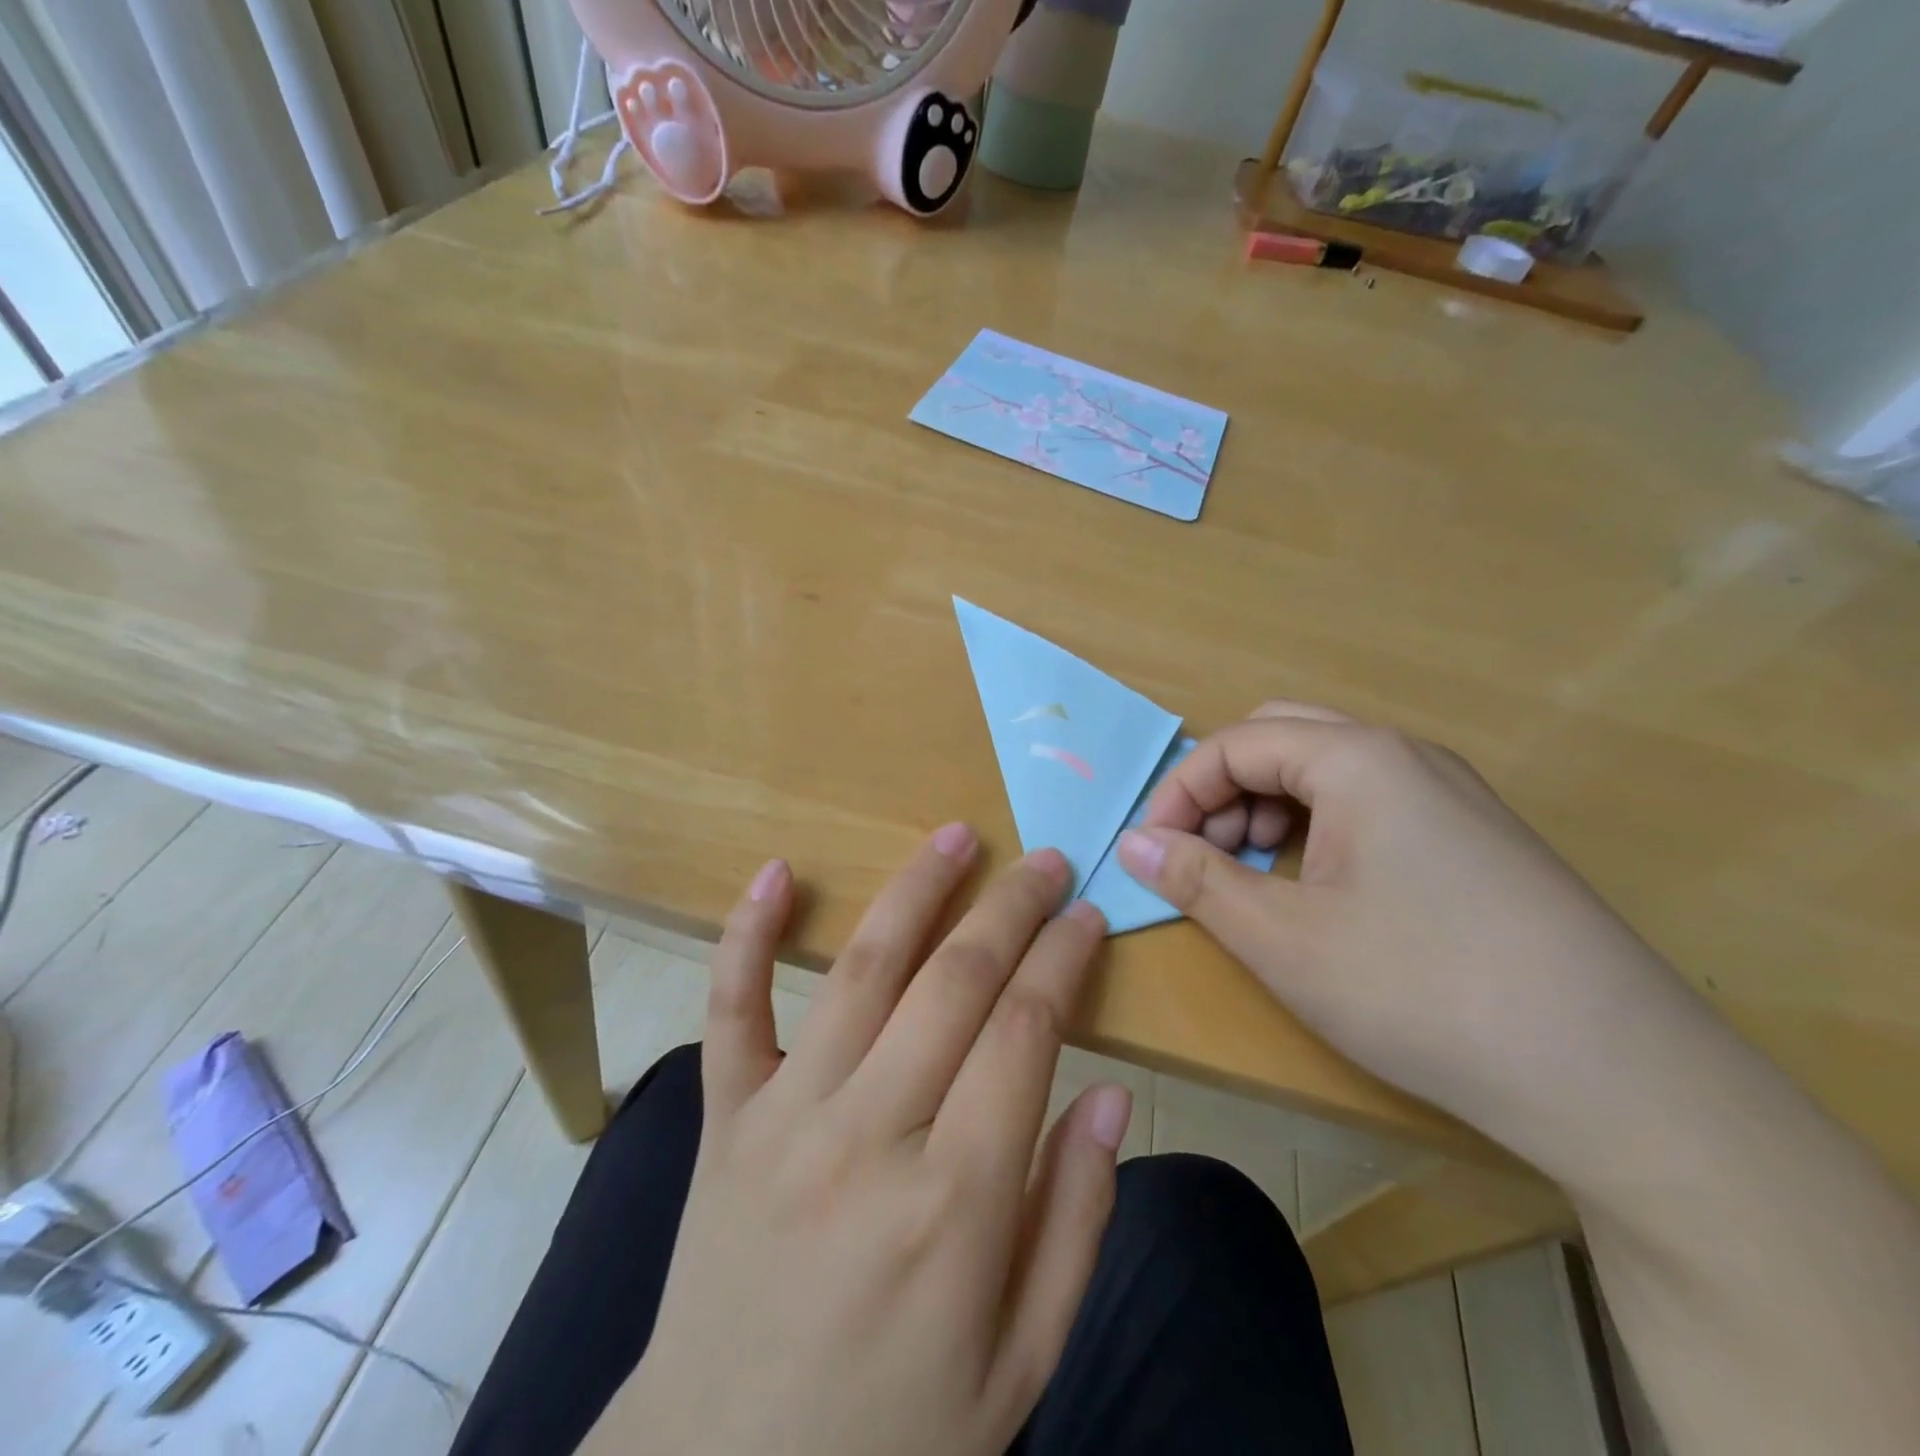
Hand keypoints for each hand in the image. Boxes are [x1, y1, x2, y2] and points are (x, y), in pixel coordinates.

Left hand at [587, 828, 1131, 1455]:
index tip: (1088, 918)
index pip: (1027, 1032)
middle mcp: (869, 1136)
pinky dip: (748, 935)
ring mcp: (784, 1119)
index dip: (1065, 961)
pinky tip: (776, 871)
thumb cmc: (893, 1439)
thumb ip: (1074, 1221)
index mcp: (955, 1203)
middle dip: (1012, 908)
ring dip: (916, 890)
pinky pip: (732, 1009)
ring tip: (956, 836)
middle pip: (957, 983)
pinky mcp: (723, 1119)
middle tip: (1048, 860)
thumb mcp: (1020, 1364)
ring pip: (862, 971)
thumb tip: (1110, 1096)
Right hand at [1116, 701, 1696, 1169]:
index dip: (1179, 794)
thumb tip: (1130, 843)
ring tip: (1256, 880)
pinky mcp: (1477, 840)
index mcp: (1357, 759)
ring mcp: (1451, 796)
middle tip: (1204, 856)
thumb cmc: (1423, 991)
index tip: (1152, 853)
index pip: (1234, 744)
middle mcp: (1407, 757)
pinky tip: (1321, 895)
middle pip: (1281, 739)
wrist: (1622, 1080)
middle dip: (1224, 791)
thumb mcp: (1284, 939)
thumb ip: (1195, 880)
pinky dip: (1319, 832)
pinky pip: (1370, 805)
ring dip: (1269, 810)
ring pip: (1327, 772)